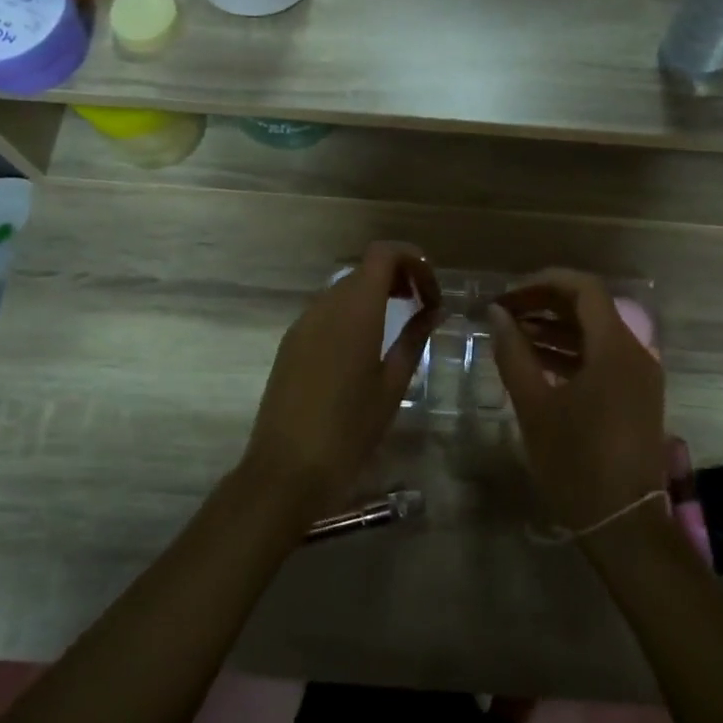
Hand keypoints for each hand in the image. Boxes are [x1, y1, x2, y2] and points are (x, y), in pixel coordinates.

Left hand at [243, 242, 440, 510]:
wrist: (288, 469)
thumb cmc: (351, 429)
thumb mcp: (393, 384)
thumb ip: (414, 338)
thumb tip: (434, 310)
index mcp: (355, 309)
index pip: (383, 253)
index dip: (413, 260)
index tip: (432, 292)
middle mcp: (325, 305)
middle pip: (365, 268)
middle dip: (399, 277)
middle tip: (424, 307)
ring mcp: (303, 323)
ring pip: (345, 289)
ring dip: (376, 295)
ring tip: (399, 326)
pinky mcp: (291, 343)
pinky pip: (327, 312)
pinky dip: (353, 313)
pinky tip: (366, 347)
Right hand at [487, 269, 665, 530]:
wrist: (623, 524)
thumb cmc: (576, 462)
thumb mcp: (535, 406)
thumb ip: (514, 353)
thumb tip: (497, 314)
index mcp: (615, 348)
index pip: (584, 289)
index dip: (544, 282)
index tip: (509, 293)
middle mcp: (635, 353)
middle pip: (591, 308)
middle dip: (546, 303)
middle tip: (505, 311)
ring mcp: (639, 376)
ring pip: (596, 334)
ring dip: (556, 328)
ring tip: (514, 333)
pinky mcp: (637, 396)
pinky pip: (603, 358)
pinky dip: (571, 352)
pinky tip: (538, 361)